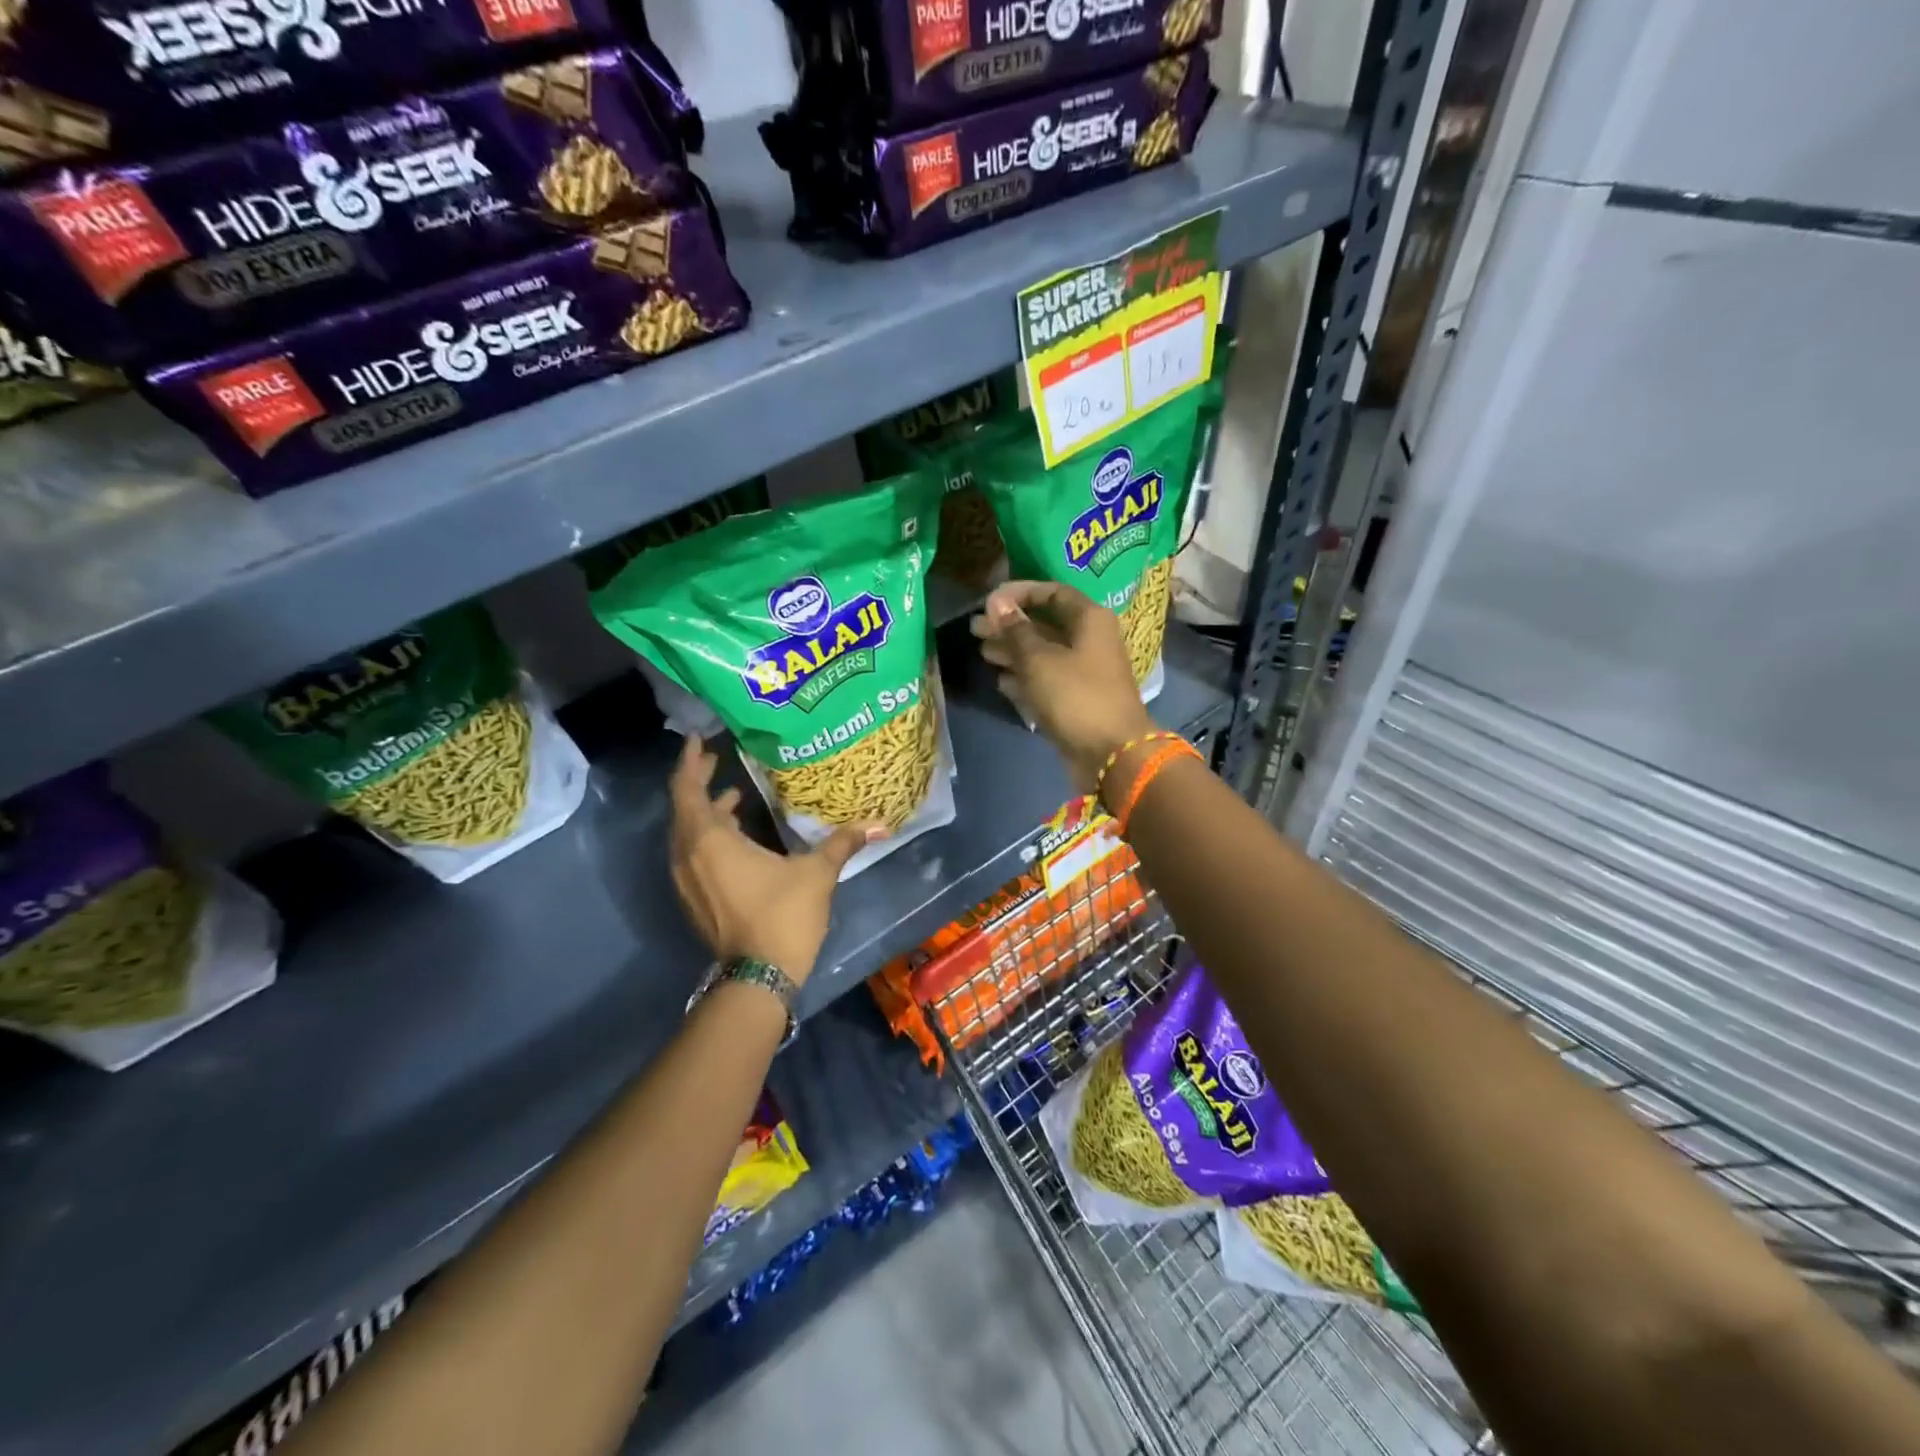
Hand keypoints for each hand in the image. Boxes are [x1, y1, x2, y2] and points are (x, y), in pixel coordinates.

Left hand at [668, 737, 882, 982]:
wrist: (758, 978)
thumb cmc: (783, 916)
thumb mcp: (816, 873)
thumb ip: (842, 843)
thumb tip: (879, 824)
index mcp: (709, 840)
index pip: (687, 789)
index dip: (691, 762)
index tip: (699, 739)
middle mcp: (687, 855)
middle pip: (683, 808)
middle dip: (698, 782)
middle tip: (718, 759)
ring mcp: (687, 880)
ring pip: (687, 833)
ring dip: (705, 811)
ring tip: (734, 795)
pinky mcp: (694, 898)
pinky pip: (692, 854)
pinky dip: (708, 836)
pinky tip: (736, 836)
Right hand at [971, 580, 1155, 791]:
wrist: (1112, 754)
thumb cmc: (1076, 696)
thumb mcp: (1039, 659)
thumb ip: (1016, 630)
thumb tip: (997, 602)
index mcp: (1089, 620)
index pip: (1052, 593)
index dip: (1020, 593)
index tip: (989, 602)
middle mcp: (1090, 642)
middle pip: (1045, 625)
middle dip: (1010, 626)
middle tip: (975, 630)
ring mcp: (1084, 674)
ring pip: (1044, 655)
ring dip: (1013, 653)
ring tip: (982, 653)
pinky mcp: (1076, 702)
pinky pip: (1047, 682)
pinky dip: (1025, 680)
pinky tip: (1001, 682)